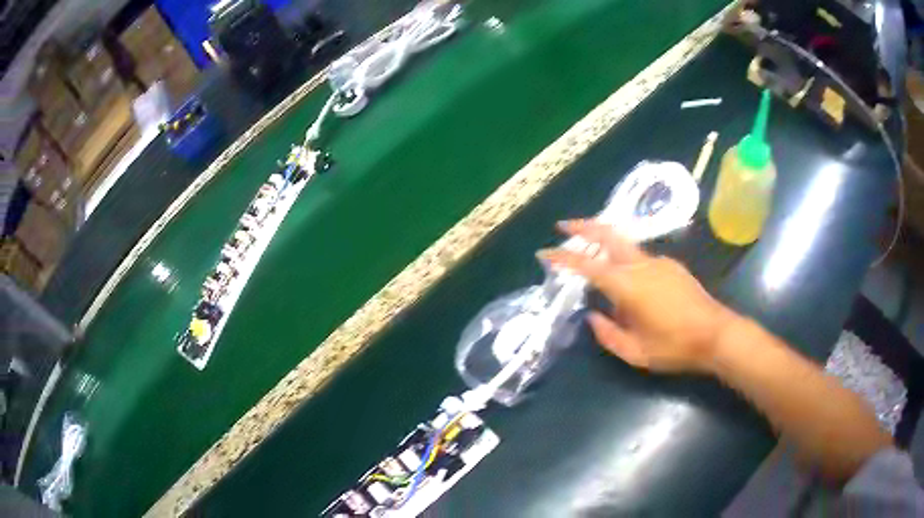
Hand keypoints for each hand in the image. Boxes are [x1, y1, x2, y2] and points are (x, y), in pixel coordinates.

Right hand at [537, 220, 735, 372]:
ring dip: (606, 248)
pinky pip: (641, 259)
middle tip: (564, 225)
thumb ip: (608, 334)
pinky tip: (632, 287)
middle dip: (583, 226)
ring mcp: (659, 261)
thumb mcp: (635, 353)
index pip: (588, 265)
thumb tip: (594, 316)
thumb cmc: (674, 347)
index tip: (544, 252)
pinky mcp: (672, 265)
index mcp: (628, 285)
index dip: (563, 257)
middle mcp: (641, 265)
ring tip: (598, 270)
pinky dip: (626, 263)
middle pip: (608, 235)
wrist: (717, 334)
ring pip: (625, 247)